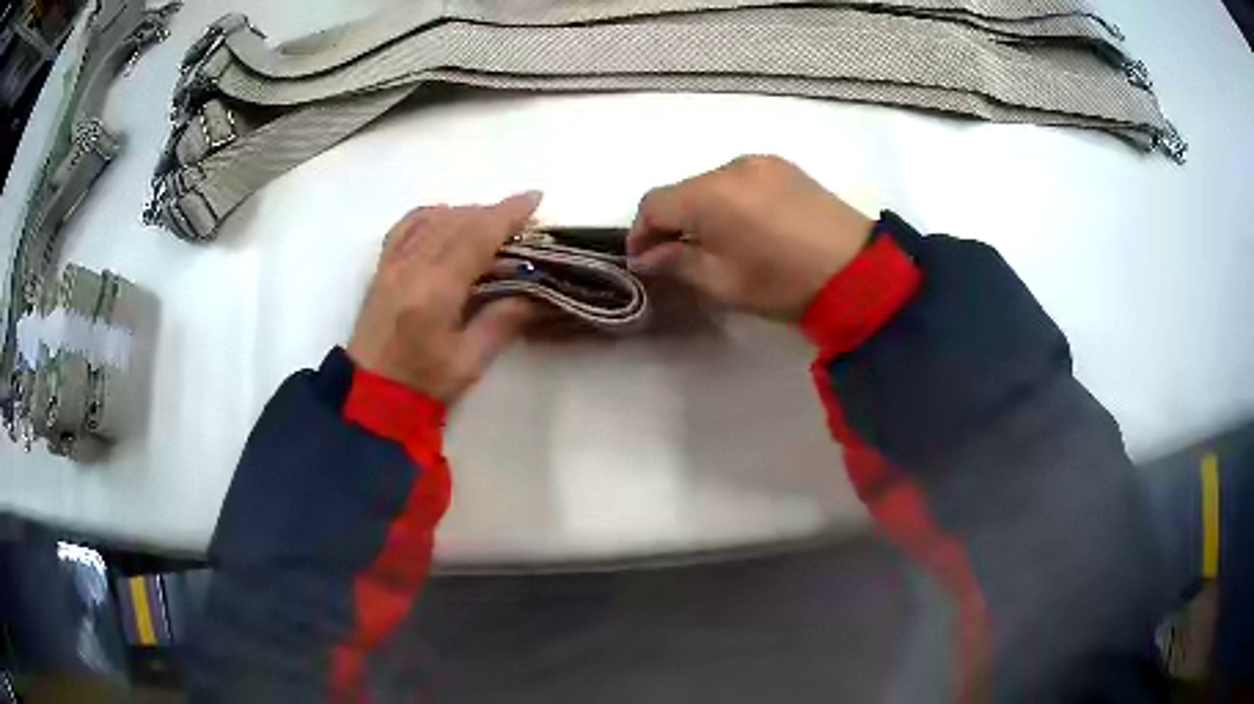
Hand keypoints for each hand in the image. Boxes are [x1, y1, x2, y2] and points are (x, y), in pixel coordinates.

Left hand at [348, 193, 541, 402]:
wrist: (370, 397)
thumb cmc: (423, 385)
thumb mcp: (470, 361)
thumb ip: (502, 320)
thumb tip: (536, 292)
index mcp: (435, 290)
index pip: (476, 237)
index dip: (507, 214)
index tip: (535, 199)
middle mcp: (411, 266)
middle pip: (457, 221)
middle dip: (493, 213)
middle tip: (521, 222)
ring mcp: (392, 263)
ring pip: (433, 218)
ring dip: (466, 213)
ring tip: (490, 225)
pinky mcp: (382, 268)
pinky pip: (407, 225)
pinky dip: (433, 215)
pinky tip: (448, 221)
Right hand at [628, 155, 873, 320]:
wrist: (860, 272)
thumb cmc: (784, 283)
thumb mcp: (723, 283)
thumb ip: (676, 263)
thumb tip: (647, 256)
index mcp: (710, 194)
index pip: (653, 204)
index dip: (640, 233)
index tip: (643, 261)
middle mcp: (731, 166)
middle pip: (683, 191)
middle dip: (672, 223)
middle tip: (677, 257)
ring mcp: (762, 163)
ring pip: (712, 184)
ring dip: (702, 211)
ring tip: (716, 244)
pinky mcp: (785, 168)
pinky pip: (741, 180)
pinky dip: (730, 201)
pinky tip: (746, 227)